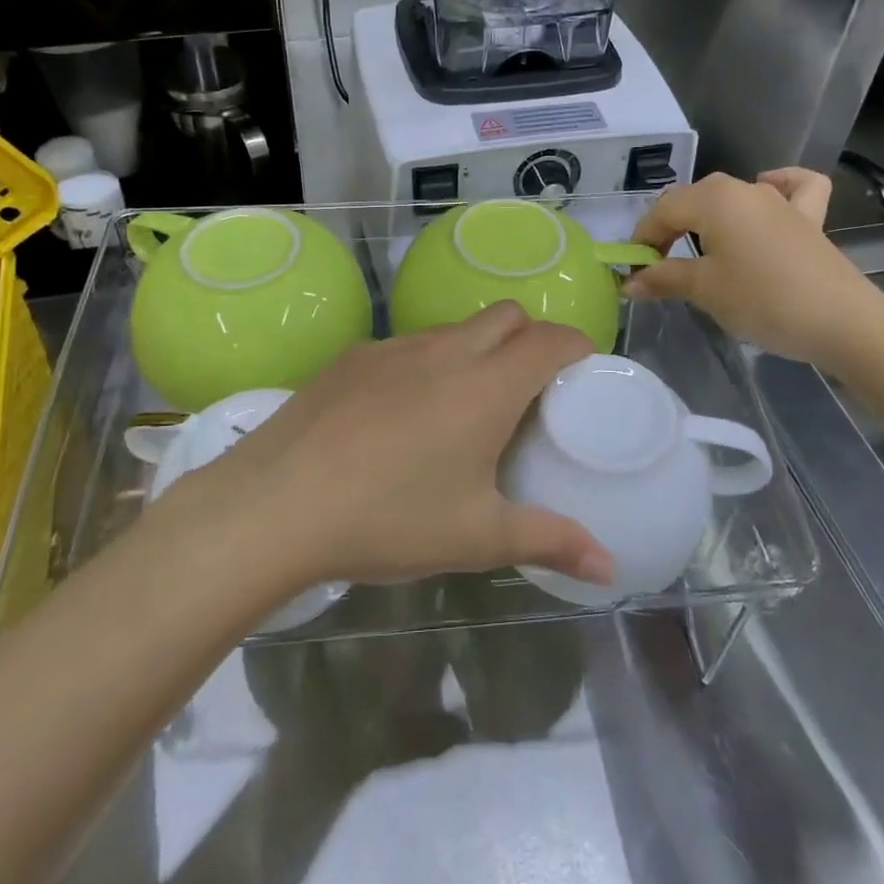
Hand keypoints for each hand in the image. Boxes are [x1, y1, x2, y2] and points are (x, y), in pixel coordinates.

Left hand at [187, 303, 613, 591]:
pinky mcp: (352, 357)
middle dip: (530, 340)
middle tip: (528, 394)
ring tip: (464, 406)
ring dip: (476, 350)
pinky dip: (426, 364)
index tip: (583, 375)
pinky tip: (401, 415)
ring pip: (454, 328)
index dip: (576, 348)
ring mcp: (392, 347)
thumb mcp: (475, 537)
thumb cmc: (388, 519)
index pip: (551, 340)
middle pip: (507, 316)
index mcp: (486, 386)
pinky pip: (407, 344)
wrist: (274, 503)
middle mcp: (445, 350)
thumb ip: (549, 541)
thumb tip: (610, 566)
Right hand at [623, 168, 883, 368]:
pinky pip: (792, 189)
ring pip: (731, 196)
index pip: (662, 211)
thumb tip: (629, 283)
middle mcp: (744, 188)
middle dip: (669, 230)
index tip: (634, 272)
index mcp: (713, 199)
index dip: (642, 240)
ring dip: (707, 218)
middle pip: (692, 201)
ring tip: (699, 249)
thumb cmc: (762, 299)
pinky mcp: (809, 218)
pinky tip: (769, 191)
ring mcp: (780, 201)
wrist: (841, 321)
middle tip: (660, 268)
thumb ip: (663, 279)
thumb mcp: (704, 290)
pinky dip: (779, 184)